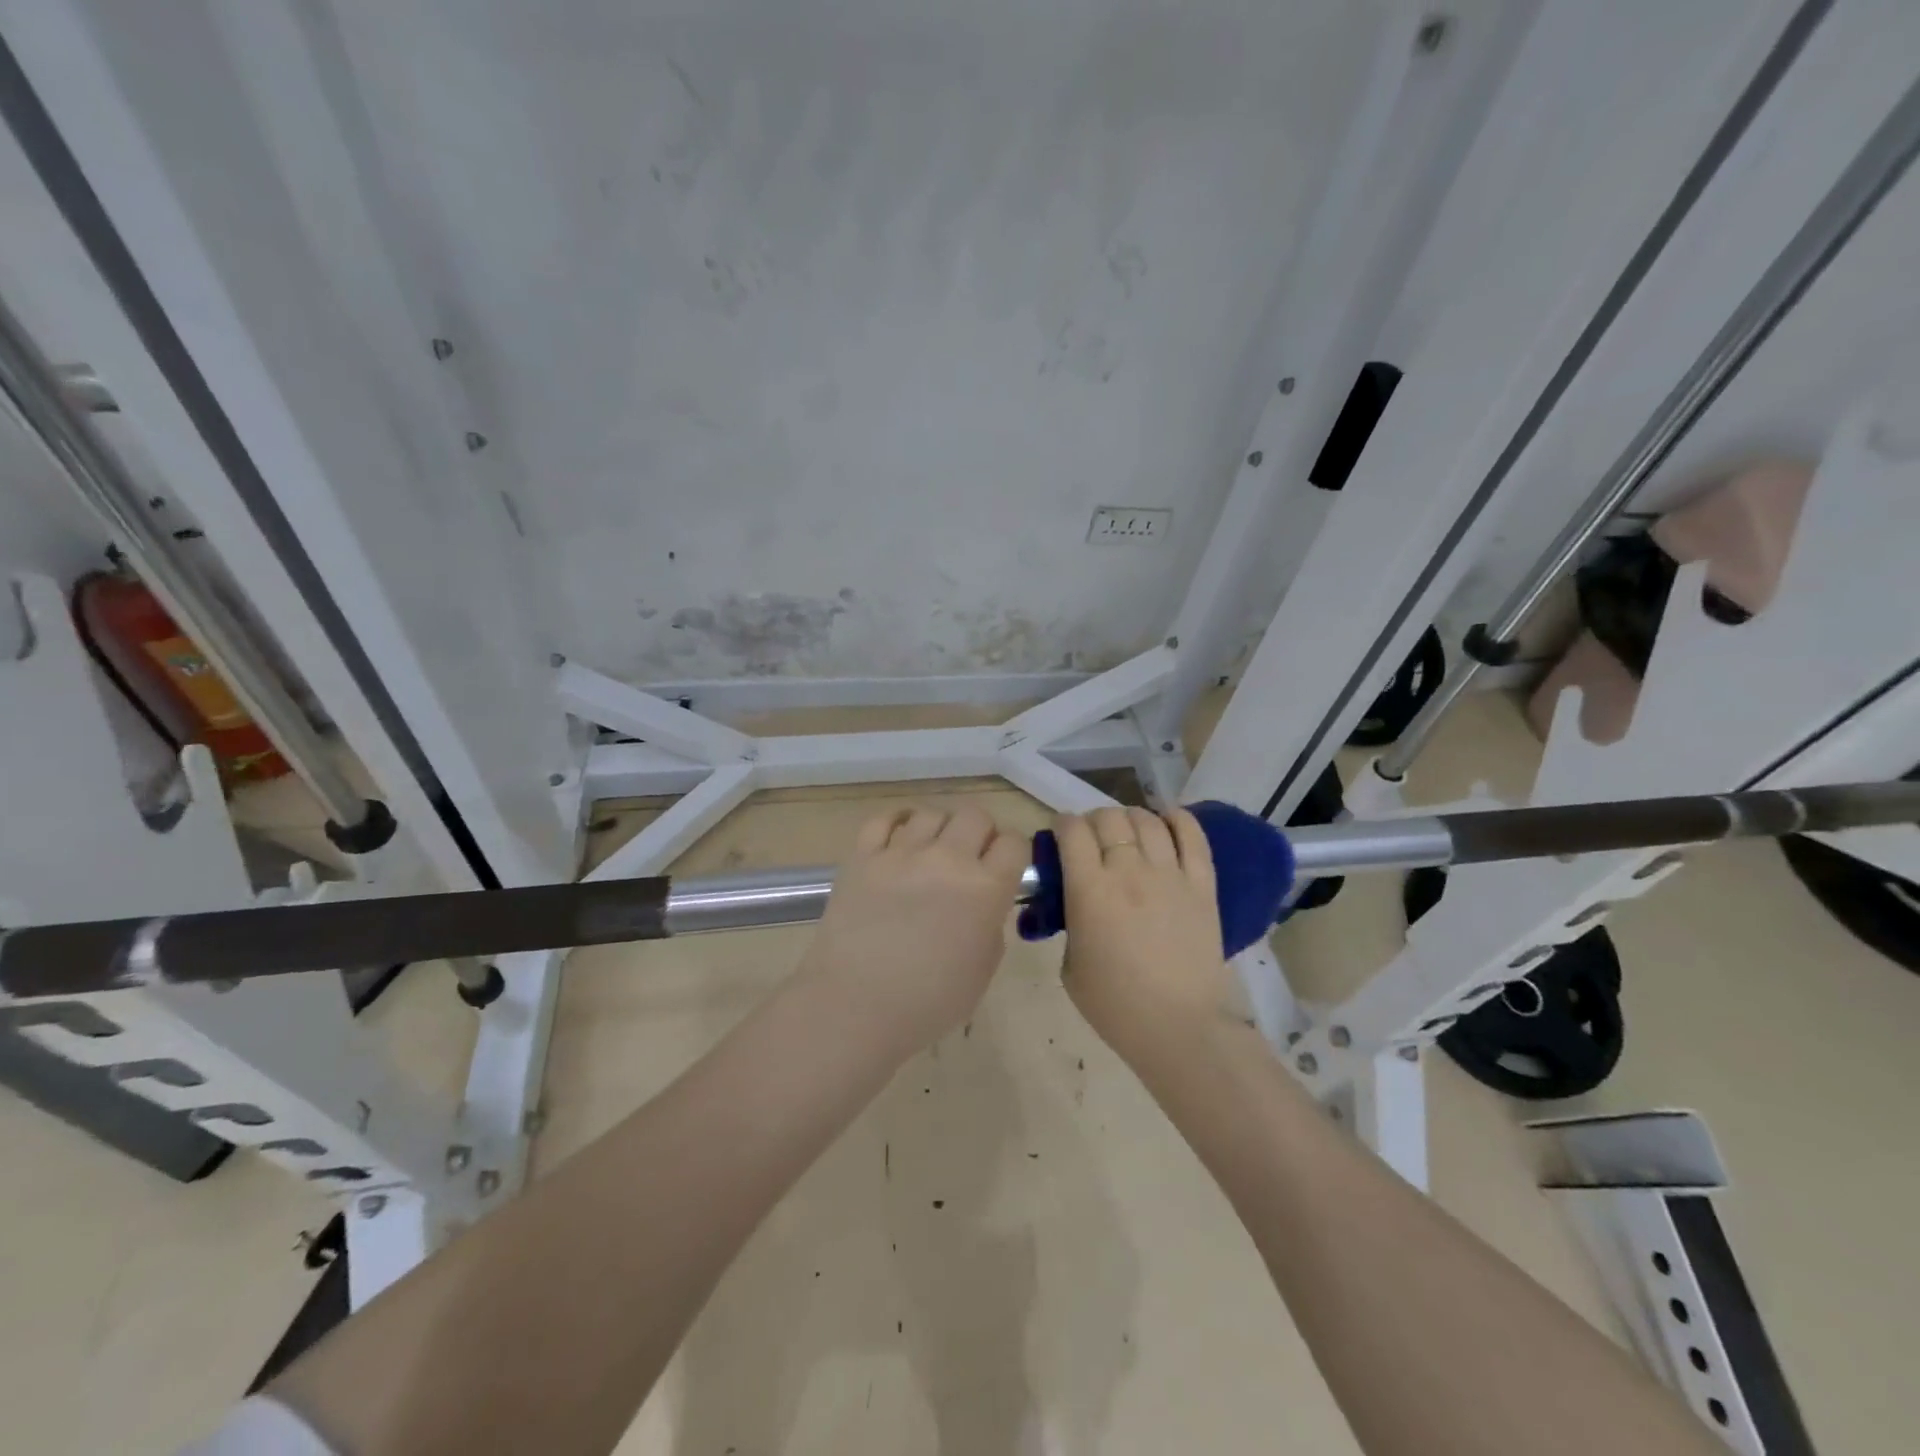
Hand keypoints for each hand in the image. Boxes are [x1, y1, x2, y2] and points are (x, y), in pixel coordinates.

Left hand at [800, 803, 1029, 1057]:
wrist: (855, 1006)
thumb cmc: (928, 1002)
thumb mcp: (982, 969)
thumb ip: (990, 925)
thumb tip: (983, 904)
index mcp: (985, 889)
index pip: (1014, 843)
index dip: (1013, 854)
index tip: (1005, 869)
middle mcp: (947, 859)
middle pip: (976, 815)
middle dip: (980, 833)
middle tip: (971, 859)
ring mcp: (901, 853)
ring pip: (932, 813)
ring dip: (940, 829)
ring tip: (932, 852)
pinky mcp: (862, 856)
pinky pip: (883, 819)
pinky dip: (896, 823)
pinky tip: (899, 839)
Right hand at [1057, 806, 1233, 1061]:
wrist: (1178, 1027)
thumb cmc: (1114, 1004)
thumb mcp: (1070, 963)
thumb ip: (1070, 920)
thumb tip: (1076, 898)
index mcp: (1090, 890)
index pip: (1072, 831)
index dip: (1062, 825)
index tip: (1060, 835)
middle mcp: (1129, 871)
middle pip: (1108, 818)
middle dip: (1093, 821)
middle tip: (1092, 839)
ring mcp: (1170, 874)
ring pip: (1146, 820)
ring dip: (1130, 818)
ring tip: (1127, 832)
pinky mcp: (1202, 884)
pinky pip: (1192, 836)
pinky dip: (1177, 819)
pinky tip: (1167, 819)